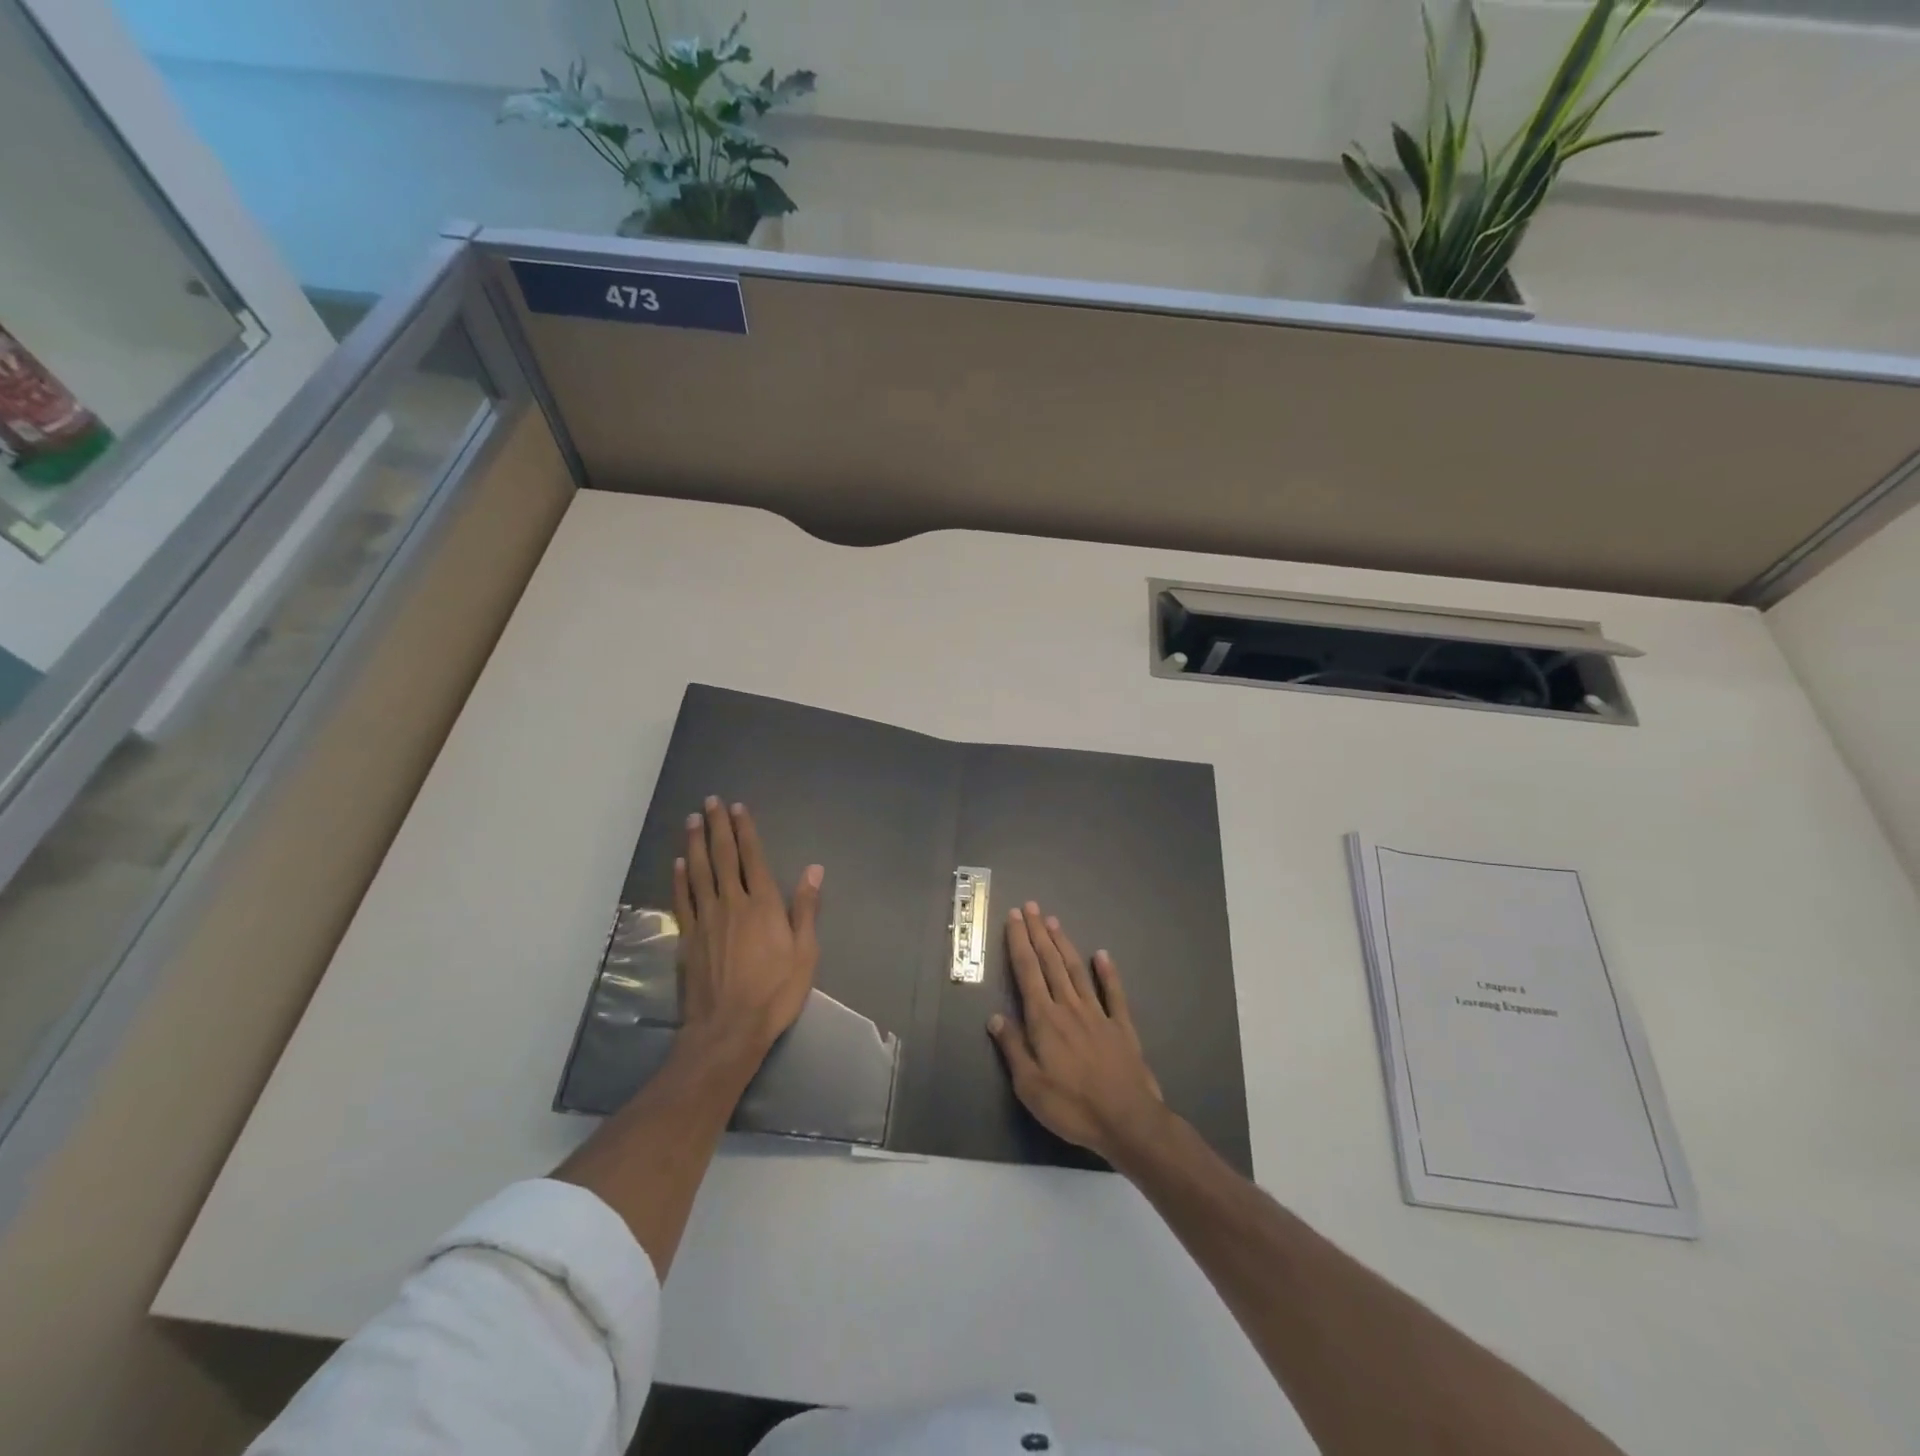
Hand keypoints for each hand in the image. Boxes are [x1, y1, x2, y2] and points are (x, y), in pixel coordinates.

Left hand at [673, 797, 822, 1058]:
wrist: (728, 1028)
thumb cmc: (775, 992)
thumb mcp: (805, 953)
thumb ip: (806, 908)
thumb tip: (813, 869)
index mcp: (763, 904)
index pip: (752, 857)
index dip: (745, 830)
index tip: (738, 808)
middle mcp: (732, 903)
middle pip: (722, 857)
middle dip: (717, 827)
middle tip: (710, 801)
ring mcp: (705, 919)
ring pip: (698, 872)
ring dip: (694, 843)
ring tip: (692, 820)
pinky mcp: (688, 938)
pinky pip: (682, 900)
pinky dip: (679, 878)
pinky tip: (678, 863)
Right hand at [988, 902, 1165, 1162]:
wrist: (1127, 1119)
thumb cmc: (1072, 1106)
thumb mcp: (1029, 1086)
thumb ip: (1013, 1048)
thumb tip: (995, 1017)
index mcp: (1044, 1020)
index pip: (1027, 972)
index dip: (1019, 942)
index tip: (1014, 917)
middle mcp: (1069, 1007)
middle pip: (1050, 962)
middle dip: (1038, 933)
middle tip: (1031, 906)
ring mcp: (1097, 1014)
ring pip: (1077, 970)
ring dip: (1064, 944)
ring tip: (1054, 921)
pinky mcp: (1121, 1026)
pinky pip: (1113, 993)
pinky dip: (1107, 972)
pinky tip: (1102, 955)